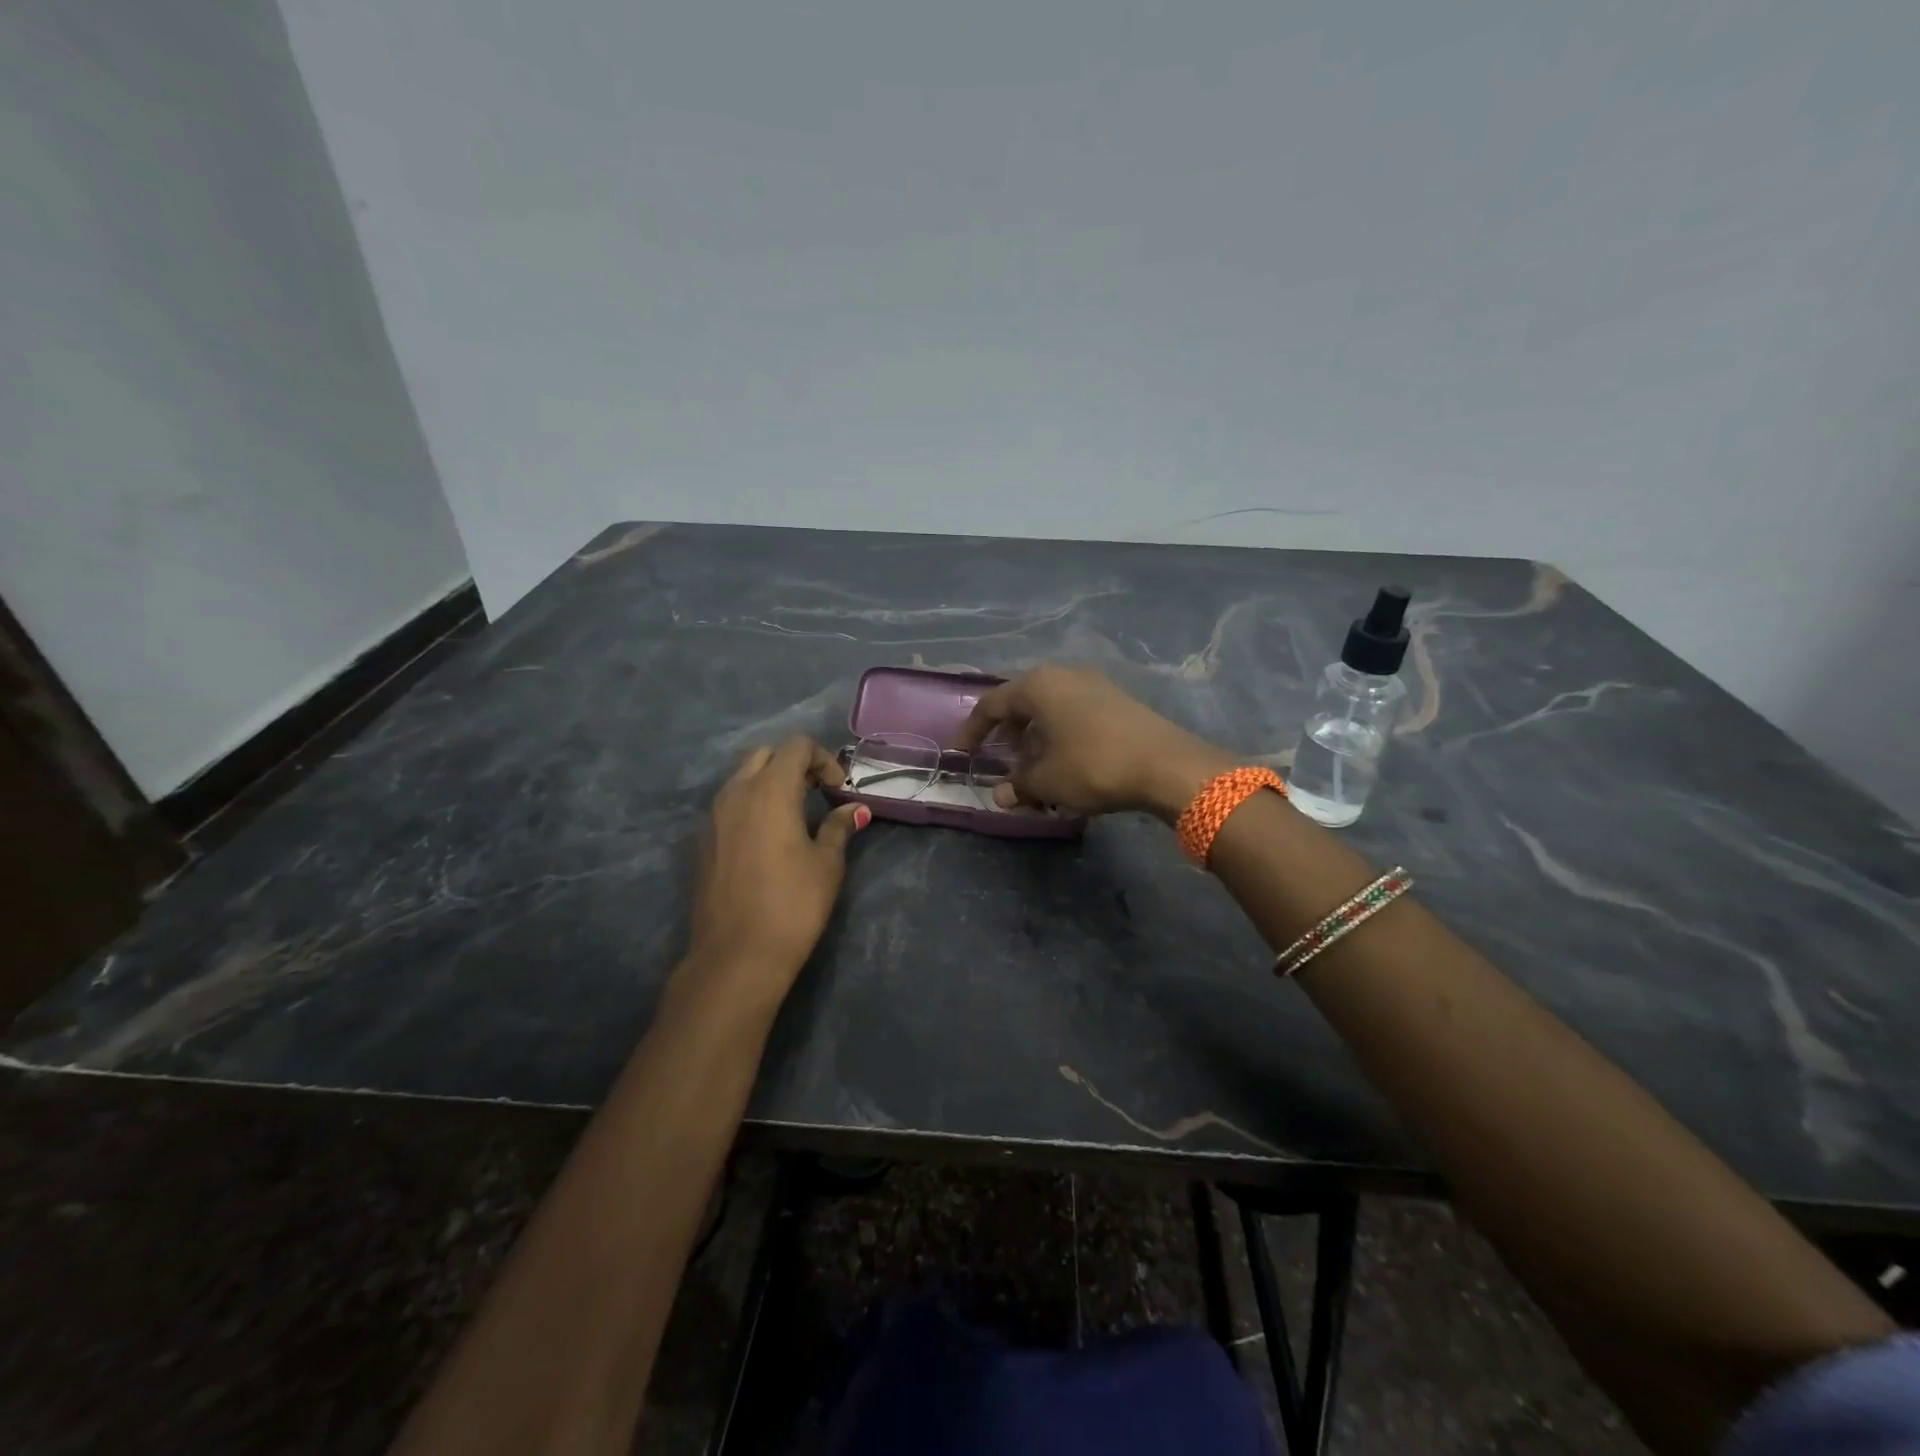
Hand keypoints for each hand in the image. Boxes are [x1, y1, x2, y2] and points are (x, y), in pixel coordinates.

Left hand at [685, 737, 868, 1006]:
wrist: (735, 955)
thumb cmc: (792, 904)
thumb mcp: (827, 864)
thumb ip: (839, 827)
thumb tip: (856, 809)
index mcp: (770, 790)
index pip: (796, 746)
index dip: (823, 758)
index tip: (838, 789)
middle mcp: (736, 792)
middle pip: (765, 754)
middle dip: (794, 764)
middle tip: (817, 793)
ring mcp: (713, 816)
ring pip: (742, 777)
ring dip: (771, 782)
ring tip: (796, 815)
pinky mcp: (703, 840)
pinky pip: (729, 803)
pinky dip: (752, 803)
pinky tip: (769, 838)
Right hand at [955, 666, 1233, 819]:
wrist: (1166, 765)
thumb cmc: (1094, 766)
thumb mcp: (1048, 781)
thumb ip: (1018, 785)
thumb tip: (1000, 794)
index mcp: (1038, 686)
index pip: (992, 704)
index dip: (973, 731)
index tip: (962, 754)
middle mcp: (1064, 675)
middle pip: (1023, 702)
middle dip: (1008, 733)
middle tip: (999, 759)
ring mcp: (1094, 685)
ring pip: (1051, 709)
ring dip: (1035, 737)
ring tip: (1032, 768)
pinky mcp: (1117, 701)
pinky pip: (1074, 714)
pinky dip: (1060, 735)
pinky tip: (1064, 763)